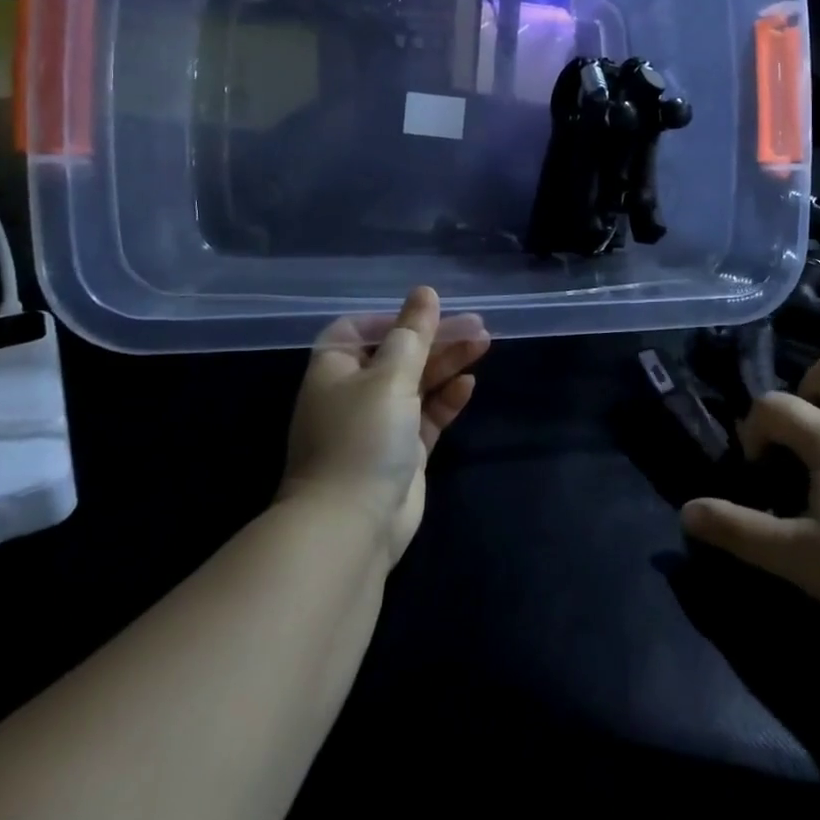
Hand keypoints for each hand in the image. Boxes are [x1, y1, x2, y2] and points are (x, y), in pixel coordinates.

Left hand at [281, 287, 489, 563]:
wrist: (351, 527)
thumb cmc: (362, 437)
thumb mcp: (390, 376)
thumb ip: (413, 333)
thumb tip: (425, 292)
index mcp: (335, 369)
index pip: (359, 330)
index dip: (393, 319)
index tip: (428, 314)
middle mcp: (354, 393)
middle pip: (398, 354)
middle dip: (435, 338)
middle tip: (477, 325)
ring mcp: (379, 424)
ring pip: (418, 383)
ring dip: (447, 363)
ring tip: (484, 343)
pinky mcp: (402, 453)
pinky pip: (427, 416)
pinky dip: (446, 400)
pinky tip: (469, 386)